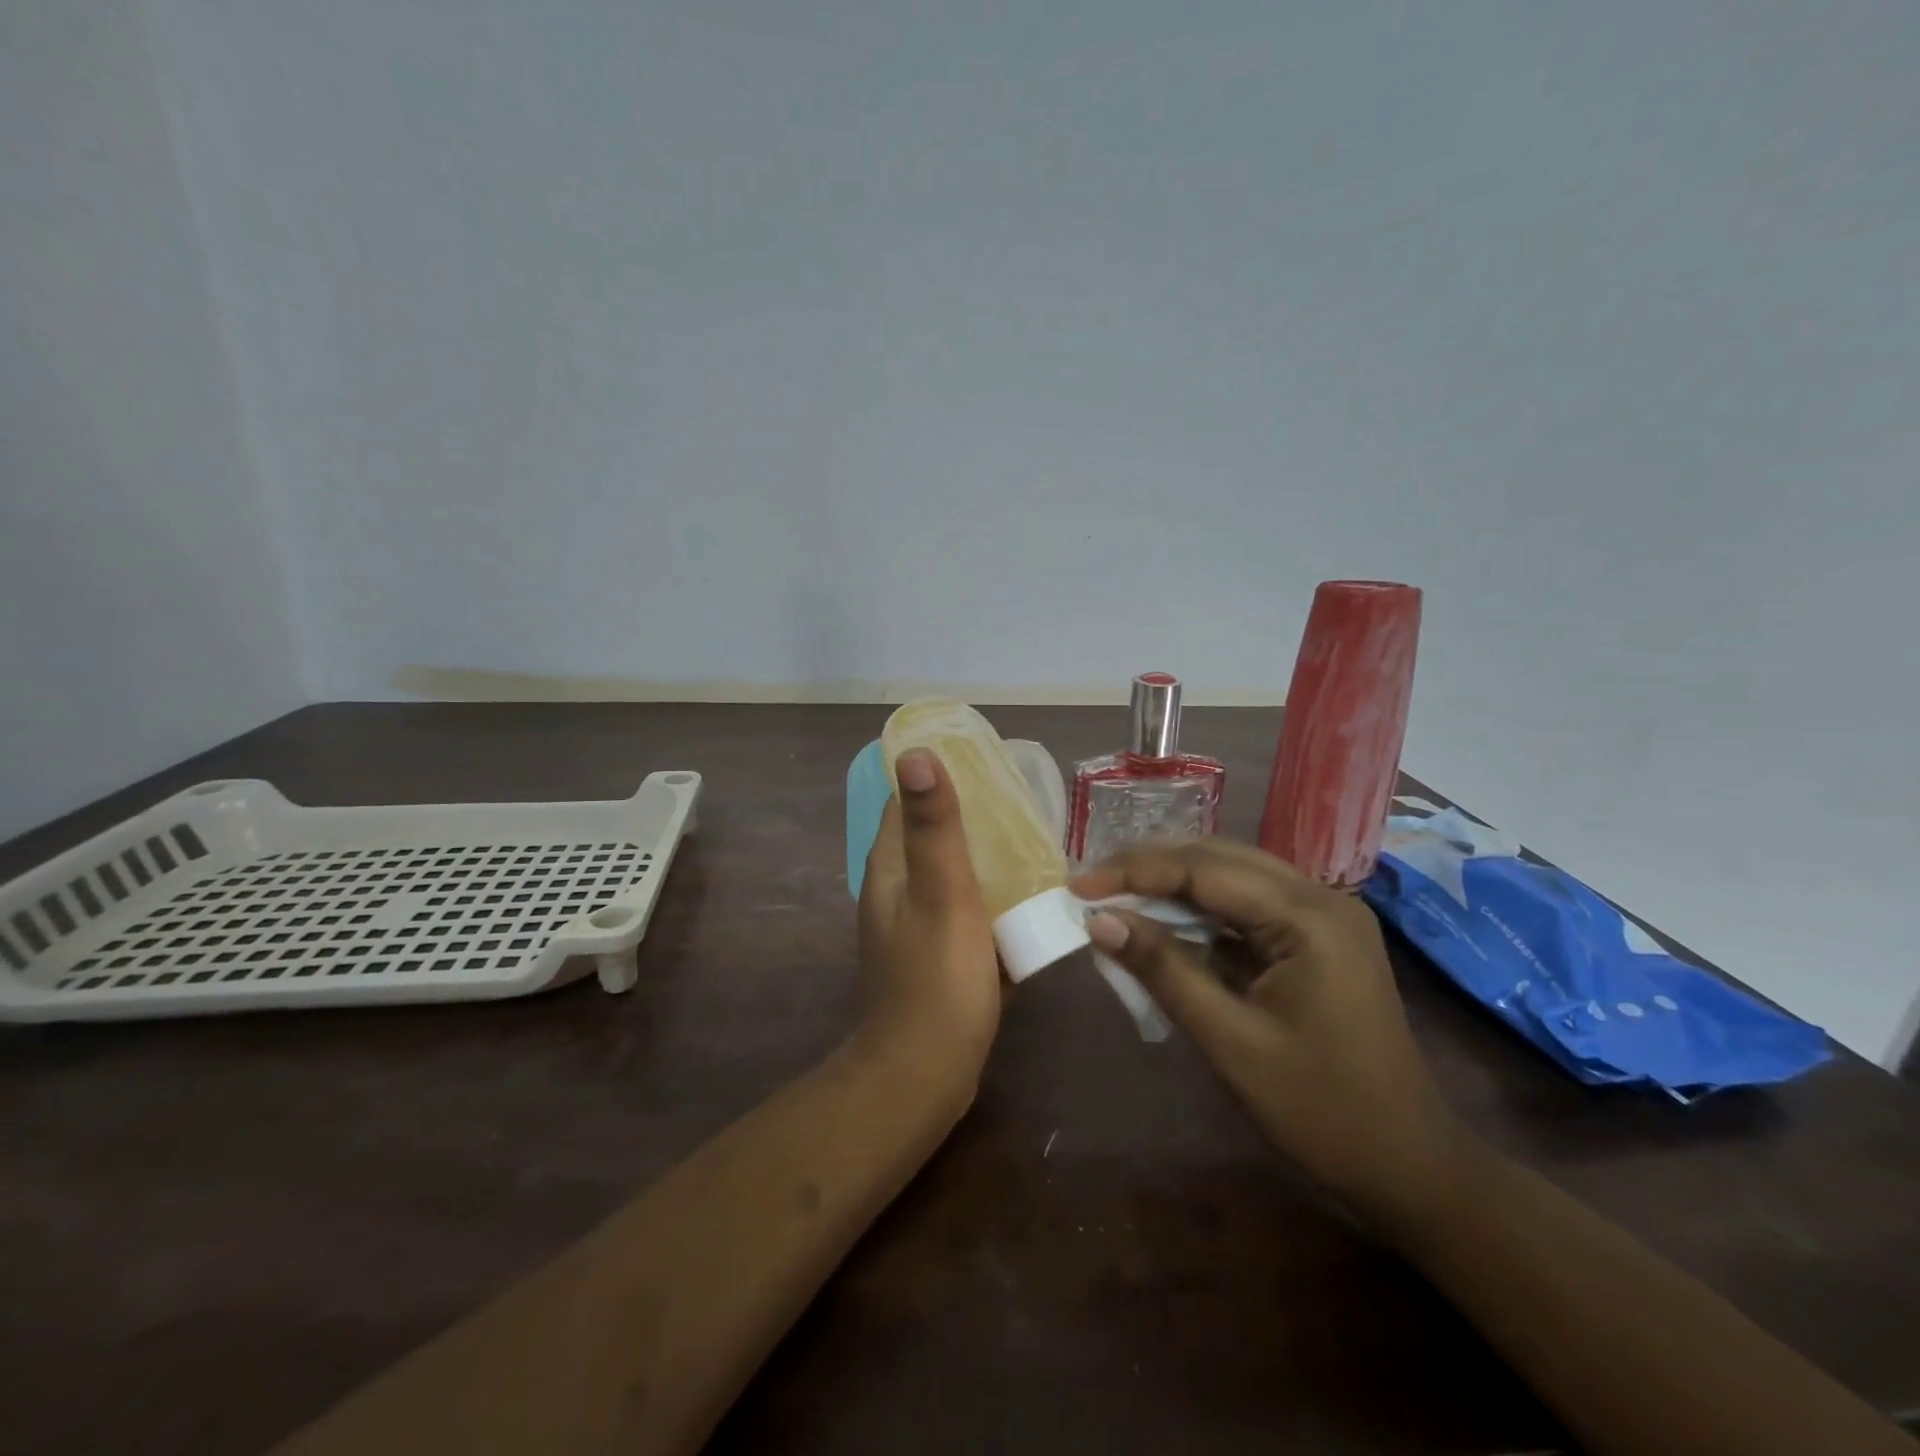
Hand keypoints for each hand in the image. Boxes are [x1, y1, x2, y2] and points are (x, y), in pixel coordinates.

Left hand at [856, 749, 1000, 1087]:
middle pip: (934, 835)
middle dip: (975, 817)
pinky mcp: (939, 955)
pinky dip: (992, 900)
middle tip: (1026, 805)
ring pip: (955, 875)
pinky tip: (1030, 901)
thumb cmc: (936, 978)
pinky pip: (968, 912)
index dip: (941, 775)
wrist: (925, 1073)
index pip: (905, 800)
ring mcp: (916, 925)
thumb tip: (916, 753)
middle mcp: (896, 889)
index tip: (987, 763)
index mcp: (889, 867)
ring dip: (988, 859)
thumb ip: (932, 825)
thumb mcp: (942, 892)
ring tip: (1038, 845)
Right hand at [1072, 839, 1465, 1223]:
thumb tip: (1099, 920)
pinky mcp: (1314, 937)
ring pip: (1230, 876)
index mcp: (1309, 916)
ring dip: (1171, 883)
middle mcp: (1319, 897)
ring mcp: (1321, 915)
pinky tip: (1162, 920)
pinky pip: (1245, 905)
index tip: (1078, 883)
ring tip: (1114, 893)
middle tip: (1090, 882)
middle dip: (1150, 866)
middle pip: (1218, 858)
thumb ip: (1164, 970)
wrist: (1407, 1165)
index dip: (1135, 871)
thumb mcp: (1230, 1041)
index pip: (1205, 869)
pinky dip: (1198, 910)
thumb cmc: (1321, 1110)